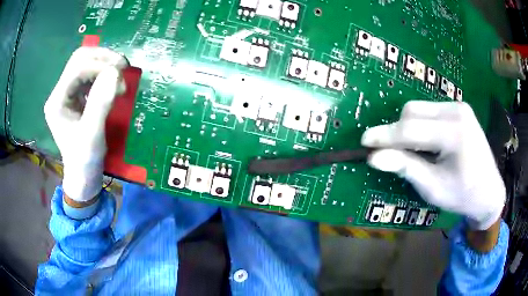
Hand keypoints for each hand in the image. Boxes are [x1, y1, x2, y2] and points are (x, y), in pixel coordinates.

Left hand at [44, 47, 128, 202]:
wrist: (82, 174)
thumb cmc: (85, 160)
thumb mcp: (92, 135)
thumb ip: (100, 103)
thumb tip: (114, 72)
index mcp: (57, 102)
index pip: (77, 68)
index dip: (99, 65)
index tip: (121, 73)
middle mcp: (59, 92)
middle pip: (79, 58)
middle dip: (102, 57)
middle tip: (122, 67)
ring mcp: (67, 92)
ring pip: (85, 61)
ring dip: (105, 62)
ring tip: (120, 75)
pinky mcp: (75, 95)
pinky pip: (90, 73)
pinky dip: (104, 71)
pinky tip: (113, 81)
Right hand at [361, 101, 504, 230]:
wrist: (489, 191)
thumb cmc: (462, 195)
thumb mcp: (433, 188)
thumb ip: (406, 168)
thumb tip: (375, 158)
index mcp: (455, 133)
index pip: (411, 130)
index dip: (385, 136)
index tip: (364, 142)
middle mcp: (456, 110)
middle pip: (412, 112)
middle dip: (397, 132)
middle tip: (394, 155)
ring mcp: (458, 106)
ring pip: (418, 109)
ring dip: (408, 128)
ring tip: (415, 151)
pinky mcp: (458, 108)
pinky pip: (428, 110)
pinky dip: (420, 125)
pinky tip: (427, 143)